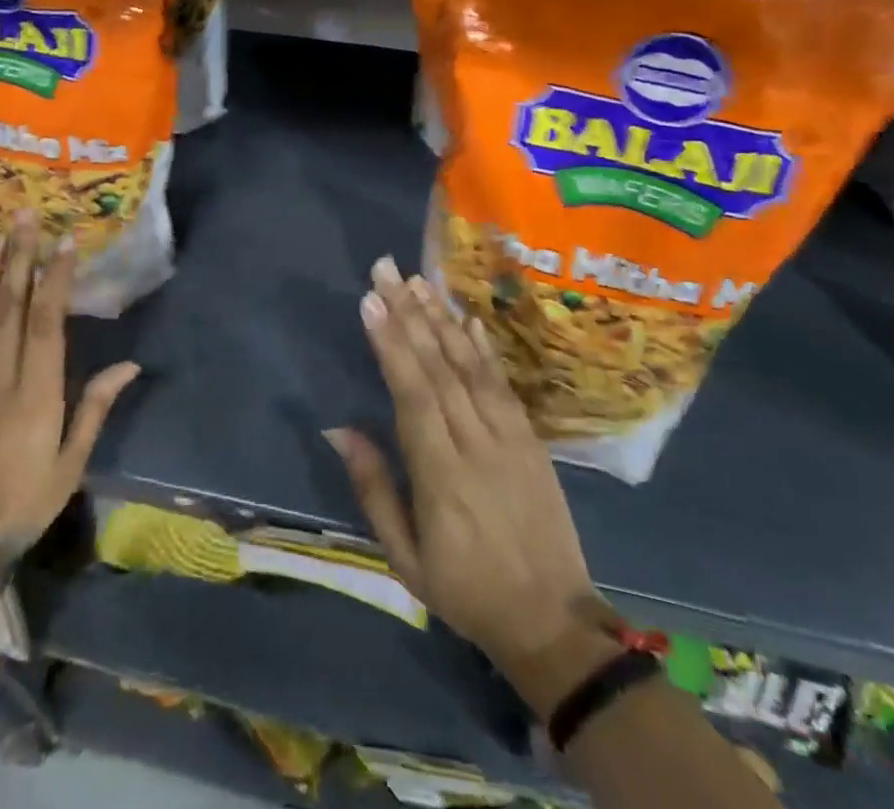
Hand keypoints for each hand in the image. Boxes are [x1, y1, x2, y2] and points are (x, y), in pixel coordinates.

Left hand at [0, 214, 139, 553]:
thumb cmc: (25, 502)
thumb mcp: (71, 463)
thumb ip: (95, 409)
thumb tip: (129, 366)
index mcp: (36, 394)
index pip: (47, 324)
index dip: (54, 280)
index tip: (63, 242)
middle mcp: (0, 379)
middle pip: (11, 310)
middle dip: (20, 260)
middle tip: (24, 217)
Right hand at [326, 257, 614, 708]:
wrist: (553, 623)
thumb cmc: (466, 591)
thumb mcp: (405, 558)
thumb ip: (374, 488)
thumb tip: (340, 429)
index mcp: (441, 476)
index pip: (413, 394)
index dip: (391, 344)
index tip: (370, 301)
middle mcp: (477, 444)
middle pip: (439, 367)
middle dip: (408, 313)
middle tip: (385, 270)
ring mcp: (510, 438)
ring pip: (470, 366)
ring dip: (441, 319)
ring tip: (416, 281)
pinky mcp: (531, 440)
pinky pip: (503, 384)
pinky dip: (483, 348)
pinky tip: (466, 318)